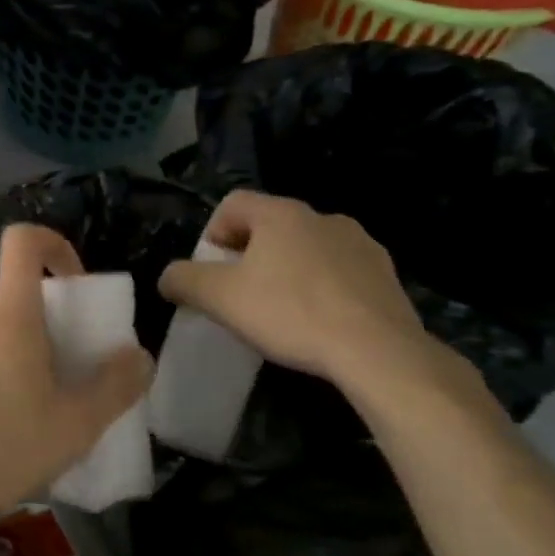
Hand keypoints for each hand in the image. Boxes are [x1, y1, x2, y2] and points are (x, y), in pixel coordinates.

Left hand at [0, 224, 153, 528]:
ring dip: (2, 359)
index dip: (52, 246)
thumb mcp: (73, 427)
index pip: (23, 242)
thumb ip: (114, 387)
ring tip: (13, 416)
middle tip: (51, 379)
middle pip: (8, 302)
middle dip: (35, 329)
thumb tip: (139, 356)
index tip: (71, 283)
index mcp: (8, 316)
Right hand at [157, 190, 434, 389]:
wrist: (378, 351)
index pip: (233, 203)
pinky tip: (319, 322)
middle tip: (240, 295)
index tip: (212, 272)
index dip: (213, 233)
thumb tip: (169, 277)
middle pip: (270, 226)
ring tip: (281, 311)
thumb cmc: (289, 313)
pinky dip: (322, 289)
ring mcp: (361, 244)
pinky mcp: (386, 275)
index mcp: (281, 214)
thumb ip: (183, 280)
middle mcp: (323, 217)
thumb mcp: (219, 298)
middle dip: (249, 255)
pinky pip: (339, 272)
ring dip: (287, 271)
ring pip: (307, 249)